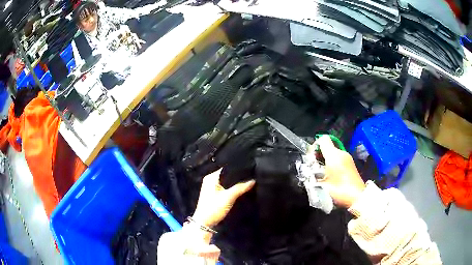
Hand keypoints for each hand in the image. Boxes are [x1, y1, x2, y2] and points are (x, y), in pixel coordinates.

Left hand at [192, 169, 254, 227]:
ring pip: (227, 182)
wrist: (205, 223)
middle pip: (227, 175)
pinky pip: (225, 188)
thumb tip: (253, 180)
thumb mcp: (228, 197)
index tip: (249, 169)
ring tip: (248, 181)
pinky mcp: (214, 195)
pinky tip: (241, 189)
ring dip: (235, 183)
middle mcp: (210, 180)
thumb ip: (241, 187)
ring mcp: (212, 188)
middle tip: (251, 175)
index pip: (226, 168)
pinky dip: (232, 188)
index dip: (237, 169)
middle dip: (238, 176)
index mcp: (211, 177)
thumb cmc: (214, 208)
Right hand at [316, 135, 365, 207]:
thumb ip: (312, 177)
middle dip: (319, 155)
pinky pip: (338, 159)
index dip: (314, 146)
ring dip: (325, 161)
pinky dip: (332, 164)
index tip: (311, 159)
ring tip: (322, 174)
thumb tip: (308, 173)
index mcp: (334, 155)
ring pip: (333, 154)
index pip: (323, 139)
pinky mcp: (351, 164)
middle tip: (314, 169)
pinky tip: (331, 176)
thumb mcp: (321, 185)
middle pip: (328, 146)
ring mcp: (348, 158)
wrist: (357, 197)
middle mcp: (342, 153)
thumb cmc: (339, 190)